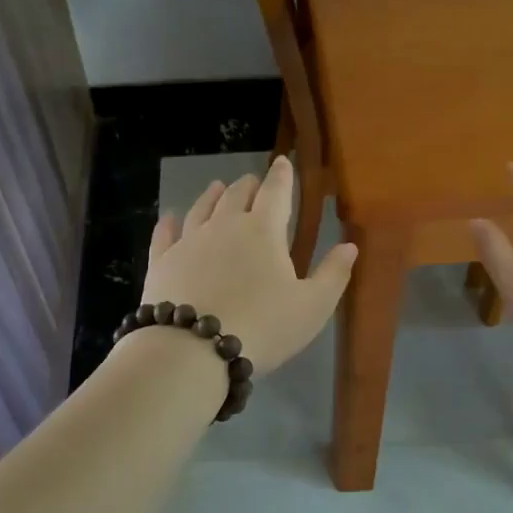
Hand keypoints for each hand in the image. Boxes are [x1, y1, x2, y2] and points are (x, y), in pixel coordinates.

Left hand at [139, 156, 356, 374]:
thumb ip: (333, 274)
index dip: (282, 176)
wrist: (193, 350)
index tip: (284, 162)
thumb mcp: (312, 307)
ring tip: (216, 187)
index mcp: (264, 231)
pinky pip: (165, 235)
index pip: (276, 193)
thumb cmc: (263, 327)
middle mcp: (224, 226)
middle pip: (236, 196)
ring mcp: (189, 242)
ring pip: (201, 209)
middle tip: (253, 181)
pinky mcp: (162, 262)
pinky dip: (168, 223)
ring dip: (212, 195)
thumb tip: (350, 245)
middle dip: (248, 185)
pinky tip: (169, 217)